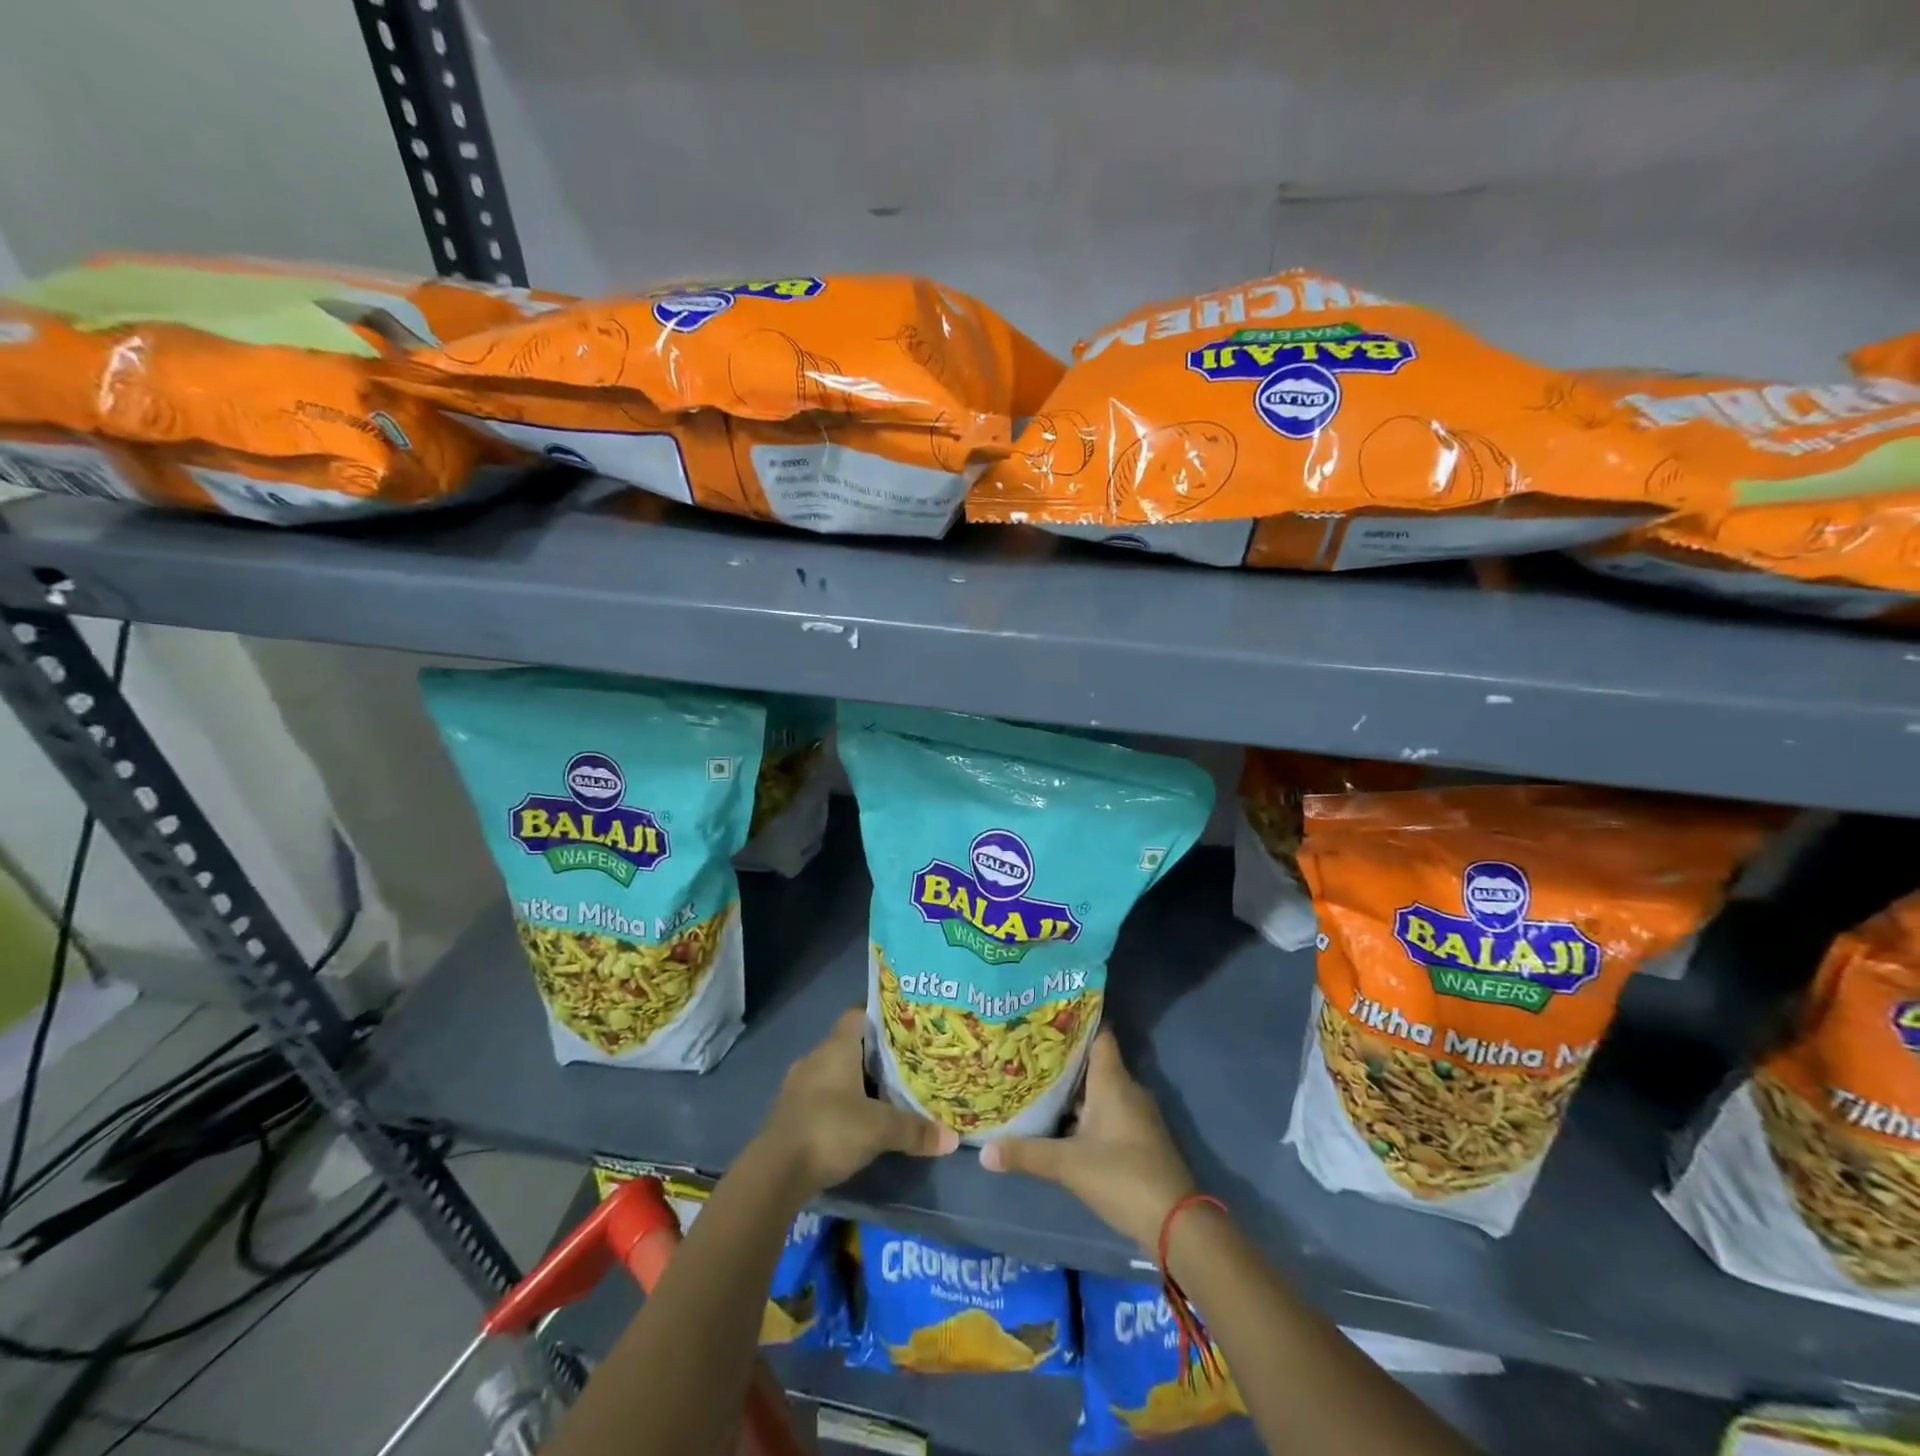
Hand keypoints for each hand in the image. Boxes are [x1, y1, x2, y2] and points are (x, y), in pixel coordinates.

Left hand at [756, 1008, 957, 1195]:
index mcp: (836, 1048)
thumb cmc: (830, 1130)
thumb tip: (951, 1138)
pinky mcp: (790, 1112)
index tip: (903, 1026)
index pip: (858, 1015)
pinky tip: (855, 1121)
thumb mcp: (880, 1130)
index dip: (879, 1017)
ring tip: (884, 1094)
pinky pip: (820, 1096)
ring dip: (854, 1081)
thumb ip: (914, 1130)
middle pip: (848, 1045)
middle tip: (903, 1064)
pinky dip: (838, 1102)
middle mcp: (815, 1058)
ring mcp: (798, 1085)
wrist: (774, 1172)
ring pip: (833, 1072)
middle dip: (873, 1055)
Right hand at [979, 1030, 1195, 1251]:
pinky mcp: (1137, 1138)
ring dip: (1071, 1087)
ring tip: (1033, 1081)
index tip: (1044, 1014)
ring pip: (1098, 1088)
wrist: (1178, 1224)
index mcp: (1113, 1080)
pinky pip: (1106, 1111)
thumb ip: (1027, 1154)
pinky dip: (1083, 1111)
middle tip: (1025, 1049)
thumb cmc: (1123, 1177)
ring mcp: (1134, 1114)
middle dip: (1062, 1057)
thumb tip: (984, 1152)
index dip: (1074, 1020)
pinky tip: (1058, 1119)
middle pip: (1092, 1061)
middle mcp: (1126, 1088)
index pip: (1097, 1033)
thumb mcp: (1069, 1165)